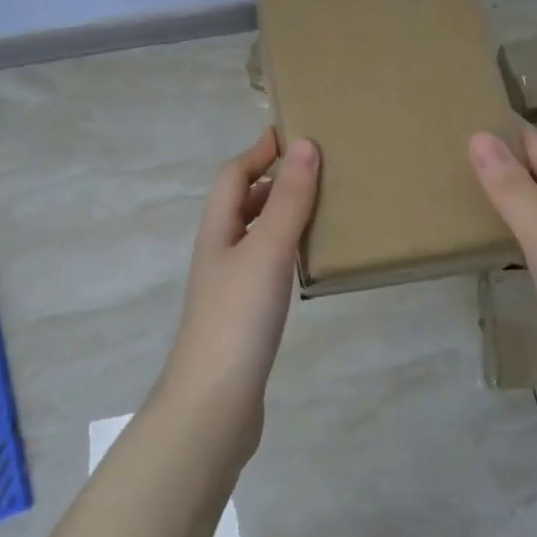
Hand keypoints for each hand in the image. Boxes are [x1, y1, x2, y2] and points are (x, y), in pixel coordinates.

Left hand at [160, 128, 319, 429]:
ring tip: (321, 209)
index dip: (257, 152)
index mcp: (217, 230)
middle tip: (317, 170)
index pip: (233, 175)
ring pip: (254, 235)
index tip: (290, 134)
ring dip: (281, 215)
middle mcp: (219, 252)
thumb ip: (289, 199)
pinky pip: (265, 265)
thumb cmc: (238, 316)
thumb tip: (304, 144)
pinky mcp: (244, 315)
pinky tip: (307, 262)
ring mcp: (229, 286)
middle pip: (241, 203)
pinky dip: (285, 250)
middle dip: (272, 181)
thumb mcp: (267, 249)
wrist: (215, 402)